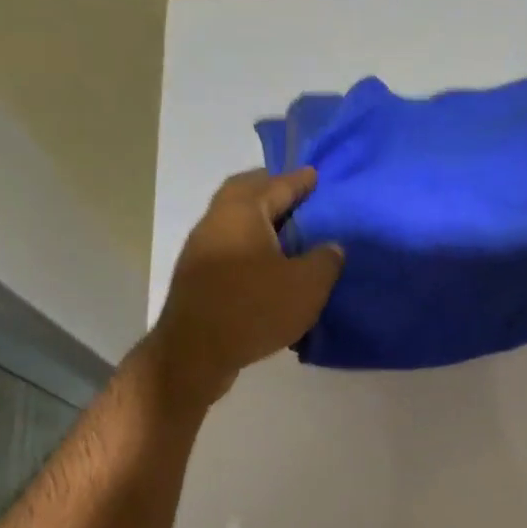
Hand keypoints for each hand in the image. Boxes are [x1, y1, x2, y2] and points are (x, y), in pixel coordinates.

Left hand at [146, 168, 343, 405]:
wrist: (195, 352)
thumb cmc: (253, 308)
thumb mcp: (307, 285)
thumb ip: (325, 260)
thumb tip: (331, 247)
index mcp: (243, 211)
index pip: (277, 184)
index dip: (300, 180)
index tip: (316, 175)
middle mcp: (216, 220)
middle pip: (245, 193)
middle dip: (271, 190)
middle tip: (297, 196)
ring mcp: (200, 249)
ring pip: (233, 221)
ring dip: (258, 221)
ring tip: (287, 233)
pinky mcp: (195, 277)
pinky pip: (228, 248)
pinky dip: (248, 247)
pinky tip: (266, 266)